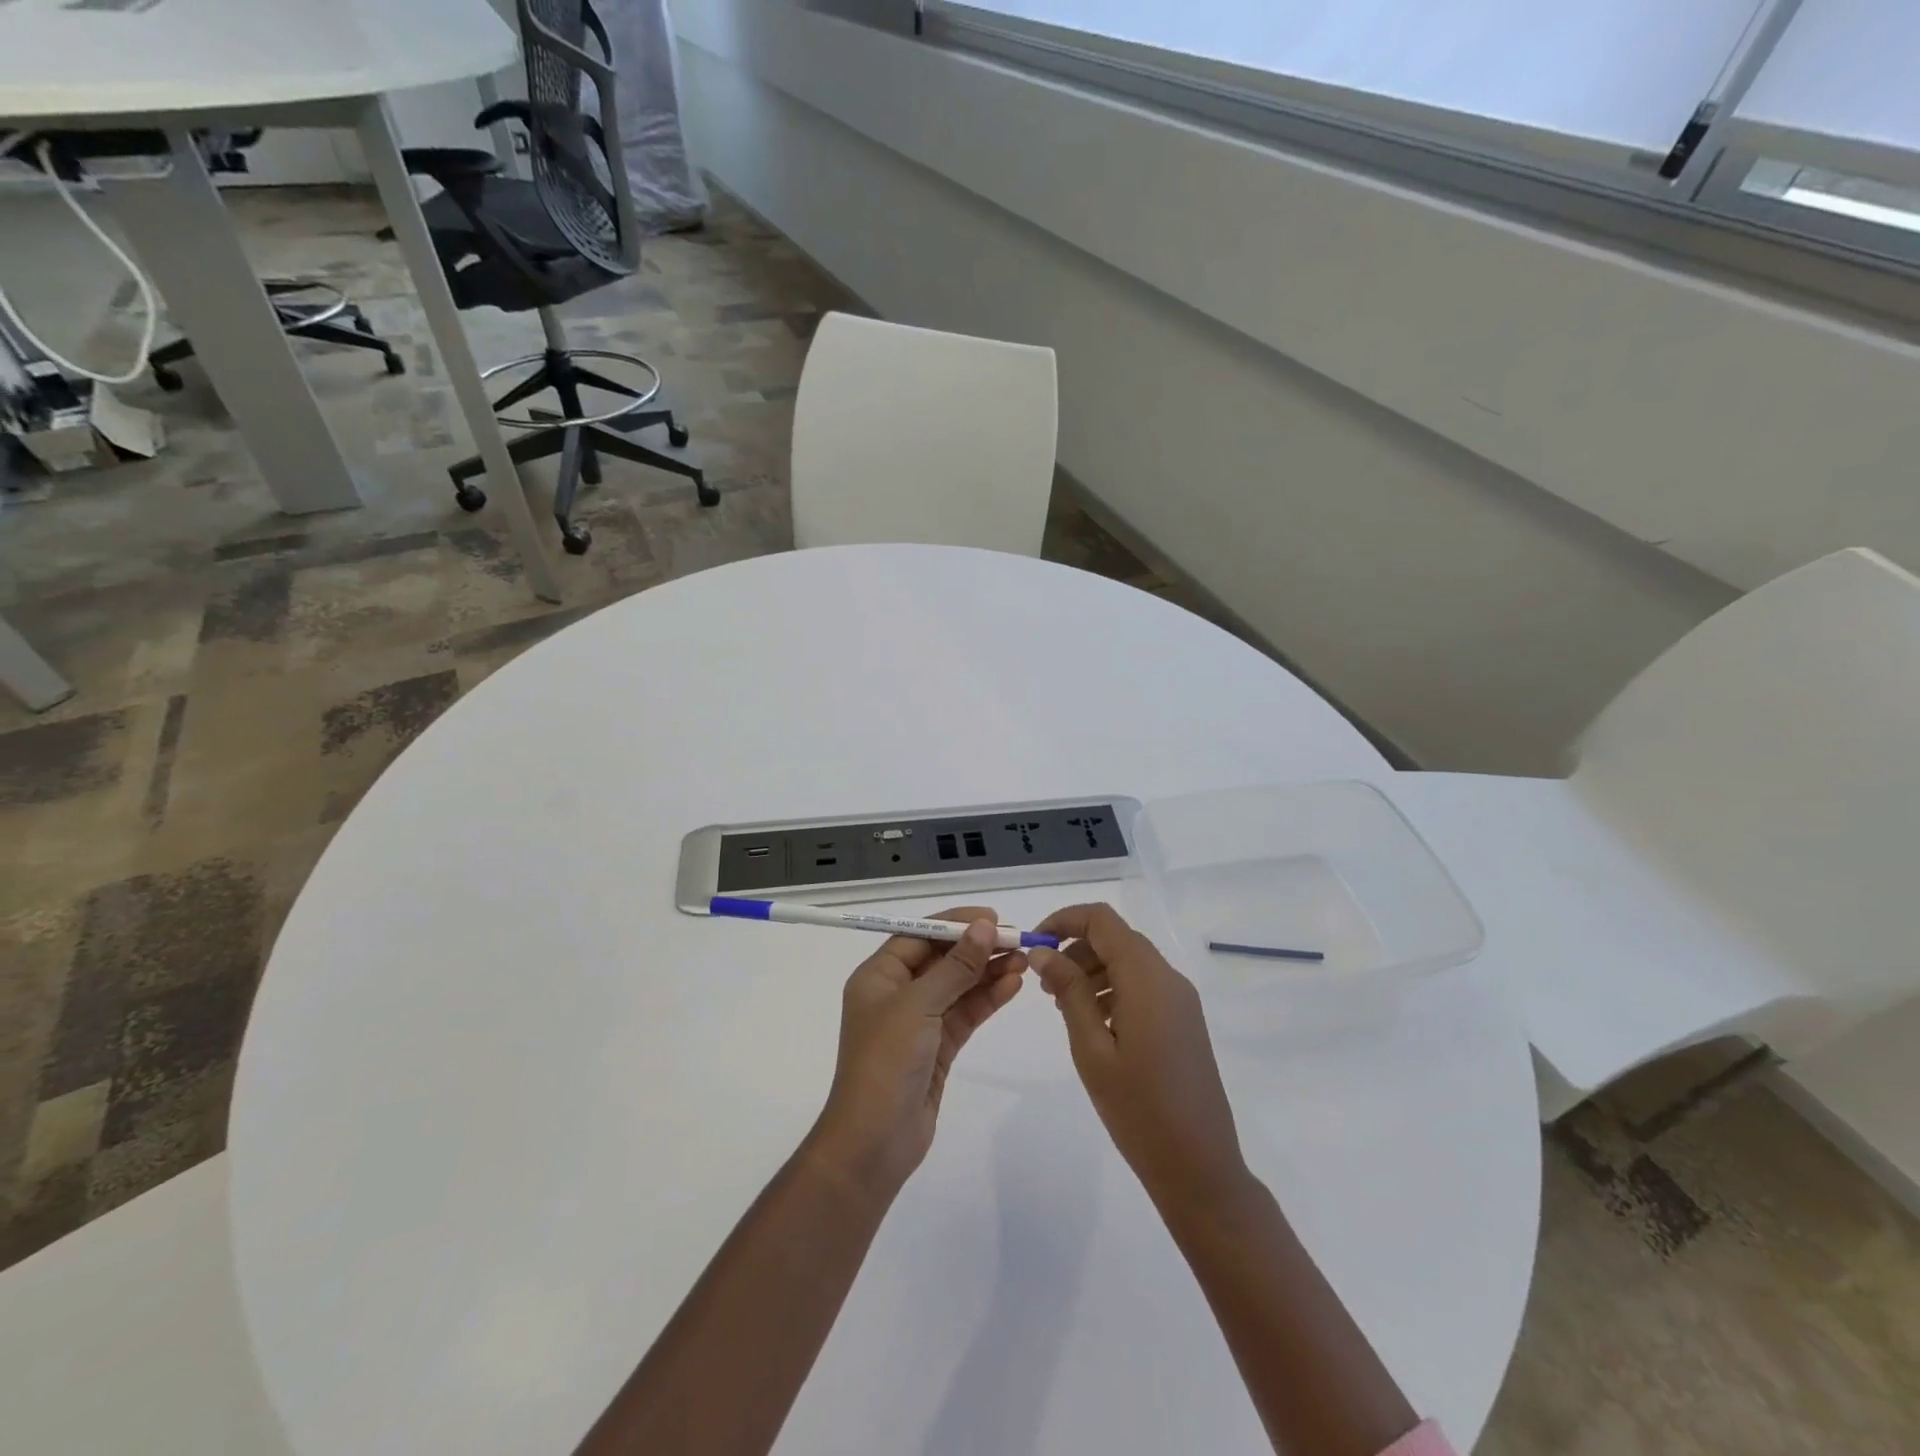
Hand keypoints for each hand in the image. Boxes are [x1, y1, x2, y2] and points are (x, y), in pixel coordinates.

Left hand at [806, 909, 1024, 1199]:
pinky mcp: (937, 1048)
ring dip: (987, 972)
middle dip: (976, 948)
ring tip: (1024, 960)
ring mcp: (917, 1022)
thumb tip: (985, 927)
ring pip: (957, 986)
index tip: (992, 917)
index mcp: (878, 976)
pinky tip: (1013, 985)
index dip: (955, 924)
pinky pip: (965, 1014)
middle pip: (941, 959)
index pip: (919, 935)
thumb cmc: (886, 1061)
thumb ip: (955, 966)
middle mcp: (896, 994)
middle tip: (1016, 938)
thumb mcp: (919, 1005)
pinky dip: (987, 999)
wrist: (874, 1142)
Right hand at [1029, 904, 1252, 1220]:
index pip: (1102, 919)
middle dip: (1075, 948)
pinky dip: (1113, 987)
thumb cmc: (1138, 1109)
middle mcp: (1168, 978)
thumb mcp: (1091, 1048)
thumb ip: (1068, 991)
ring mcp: (1181, 1000)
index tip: (1034, 944)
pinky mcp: (1184, 1020)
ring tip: (1062, 1006)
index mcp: (1147, 978)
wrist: (1200, 1167)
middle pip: (1116, 937)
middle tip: (1044, 985)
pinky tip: (1093, 1022)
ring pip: (1129, 960)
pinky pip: (1143, 985)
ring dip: (1092, 969)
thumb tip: (1043, 952)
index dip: (1064, 920)